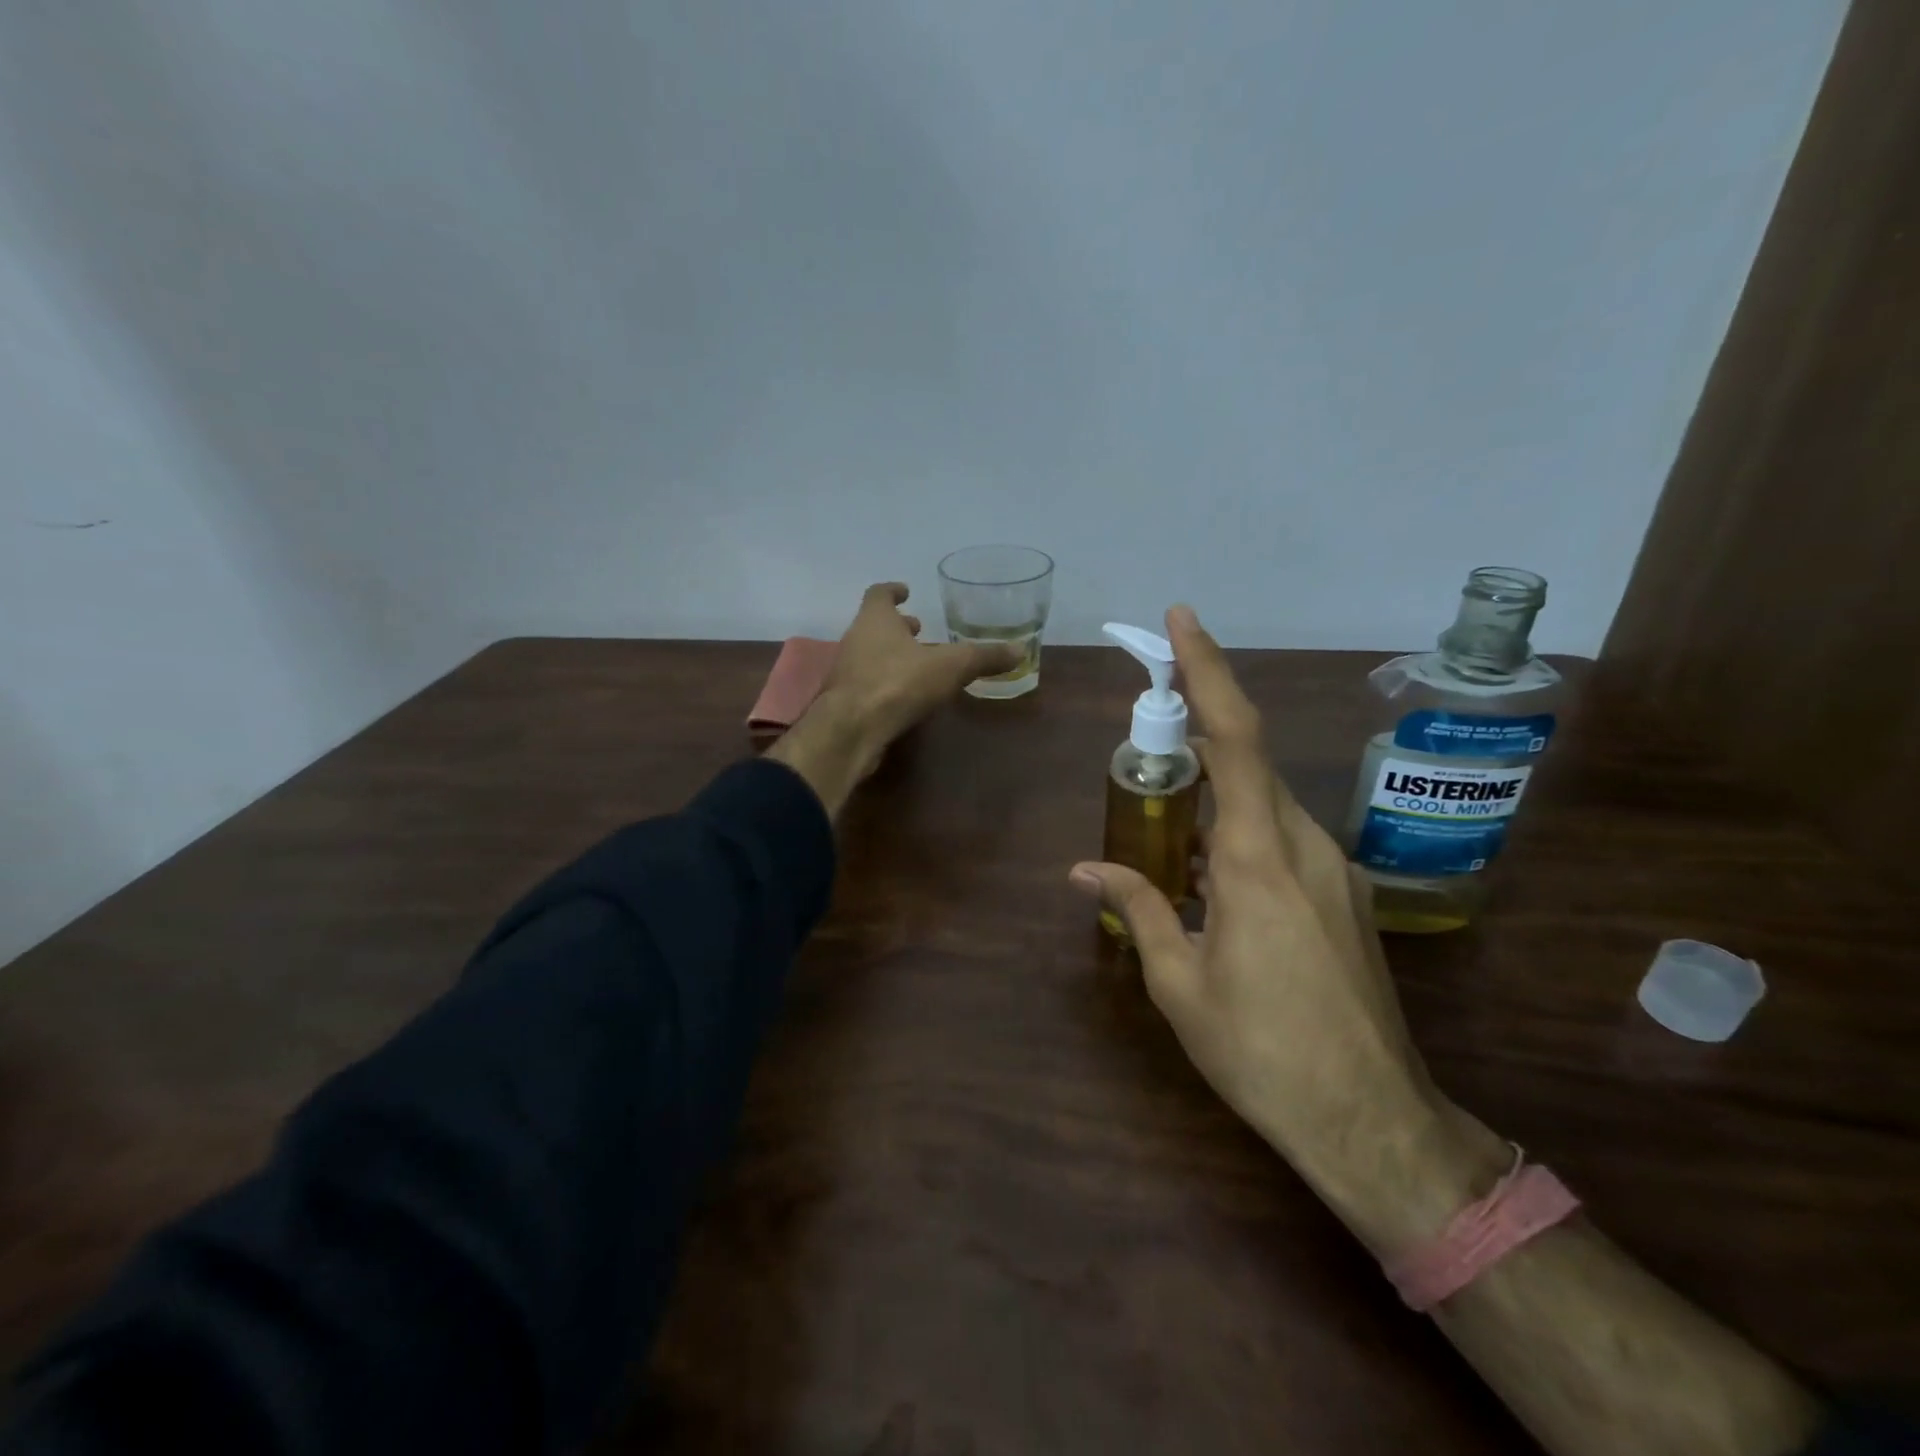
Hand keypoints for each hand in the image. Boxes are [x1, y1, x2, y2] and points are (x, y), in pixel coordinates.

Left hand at [770, 583, 1018, 817]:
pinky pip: (868, 684)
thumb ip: (983, 657)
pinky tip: (905, 696)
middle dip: (897, 626)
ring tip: (918, 663)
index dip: (893, 591)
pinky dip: (886, 682)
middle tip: (918, 629)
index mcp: (875, 620)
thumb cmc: (898, 683)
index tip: (905, 591)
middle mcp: (856, 639)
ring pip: (870, 655)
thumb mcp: (951, 666)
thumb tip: (1020, 650)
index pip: (879, 594)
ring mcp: (846, 672)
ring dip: (892, 655)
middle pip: (875, 625)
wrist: (852, 729)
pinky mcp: (845, 702)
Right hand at [1067, 606, 1481, 1248]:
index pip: (1233, 737)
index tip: (1182, 621)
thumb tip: (1084, 869)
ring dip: (1215, 794)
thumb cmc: (1262, 1051)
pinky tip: (1211, 878)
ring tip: (1167, 831)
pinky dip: (1239, 830)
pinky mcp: (1344, 893)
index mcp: (1255, 857)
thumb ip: (1138, 906)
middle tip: (1145, 745)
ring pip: (1265, 800)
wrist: (1372, 1120)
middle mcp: (1302, 844)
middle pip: (1247, 759)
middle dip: (1196, 735)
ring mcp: (1333, 867)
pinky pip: (1283, 835)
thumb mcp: (1179, 983)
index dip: (1207, 671)